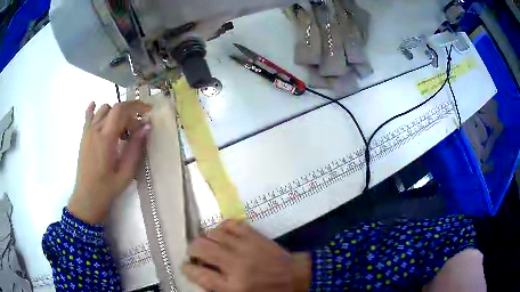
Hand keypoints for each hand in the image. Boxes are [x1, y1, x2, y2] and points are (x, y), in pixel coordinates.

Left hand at [68, 101, 151, 223]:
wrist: (88, 197)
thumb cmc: (108, 187)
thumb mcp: (126, 172)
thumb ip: (135, 148)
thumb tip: (146, 127)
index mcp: (106, 138)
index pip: (121, 110)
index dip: (135, 106)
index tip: (147, 111)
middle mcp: (96, 130)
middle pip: (114, 108)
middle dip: (128, 112)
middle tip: (136, 128)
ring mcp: (88, 132)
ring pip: (103, 109)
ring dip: (115, 113)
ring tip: (121, 127)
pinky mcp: (84, 136)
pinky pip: (88, 116)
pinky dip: (94, 109)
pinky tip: (96, 106)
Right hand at [183, 220, 310, 291]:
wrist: (295, 277)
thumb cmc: (267, 291)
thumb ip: (218, 288)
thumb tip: (199, 275)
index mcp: (232, 286)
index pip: (199, 275)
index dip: (187, 269)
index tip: (186, 267)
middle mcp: (235, 265)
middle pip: (200, 248)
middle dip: (192, 249)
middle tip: (195, 253)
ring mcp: (245, 247)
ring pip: (213, 233)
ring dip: (206, 238)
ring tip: (209, 244)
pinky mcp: (254, 235)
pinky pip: (230, 223)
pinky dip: (222, 226)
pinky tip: (223, 233)